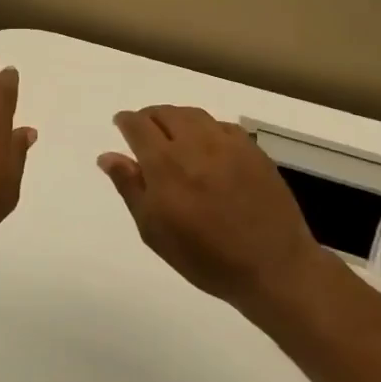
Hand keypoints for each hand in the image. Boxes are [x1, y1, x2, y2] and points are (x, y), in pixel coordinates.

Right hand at [100, 105, 334, 317]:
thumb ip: (130, 187)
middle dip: (149, 117)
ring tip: (173, 134)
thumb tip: (108, 156)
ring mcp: (228, 145)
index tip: (121, 125)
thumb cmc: (204, 257)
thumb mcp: (154, 230)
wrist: (272, 268)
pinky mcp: (253, 151)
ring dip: (176, 118)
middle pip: (165, 113)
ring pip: (194, 115)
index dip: (126, 121)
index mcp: (165, 164)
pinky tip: (207, 146)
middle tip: (145, 132)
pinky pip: (222, 126)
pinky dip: (206, 128)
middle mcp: (195, 145)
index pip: (138, 125)